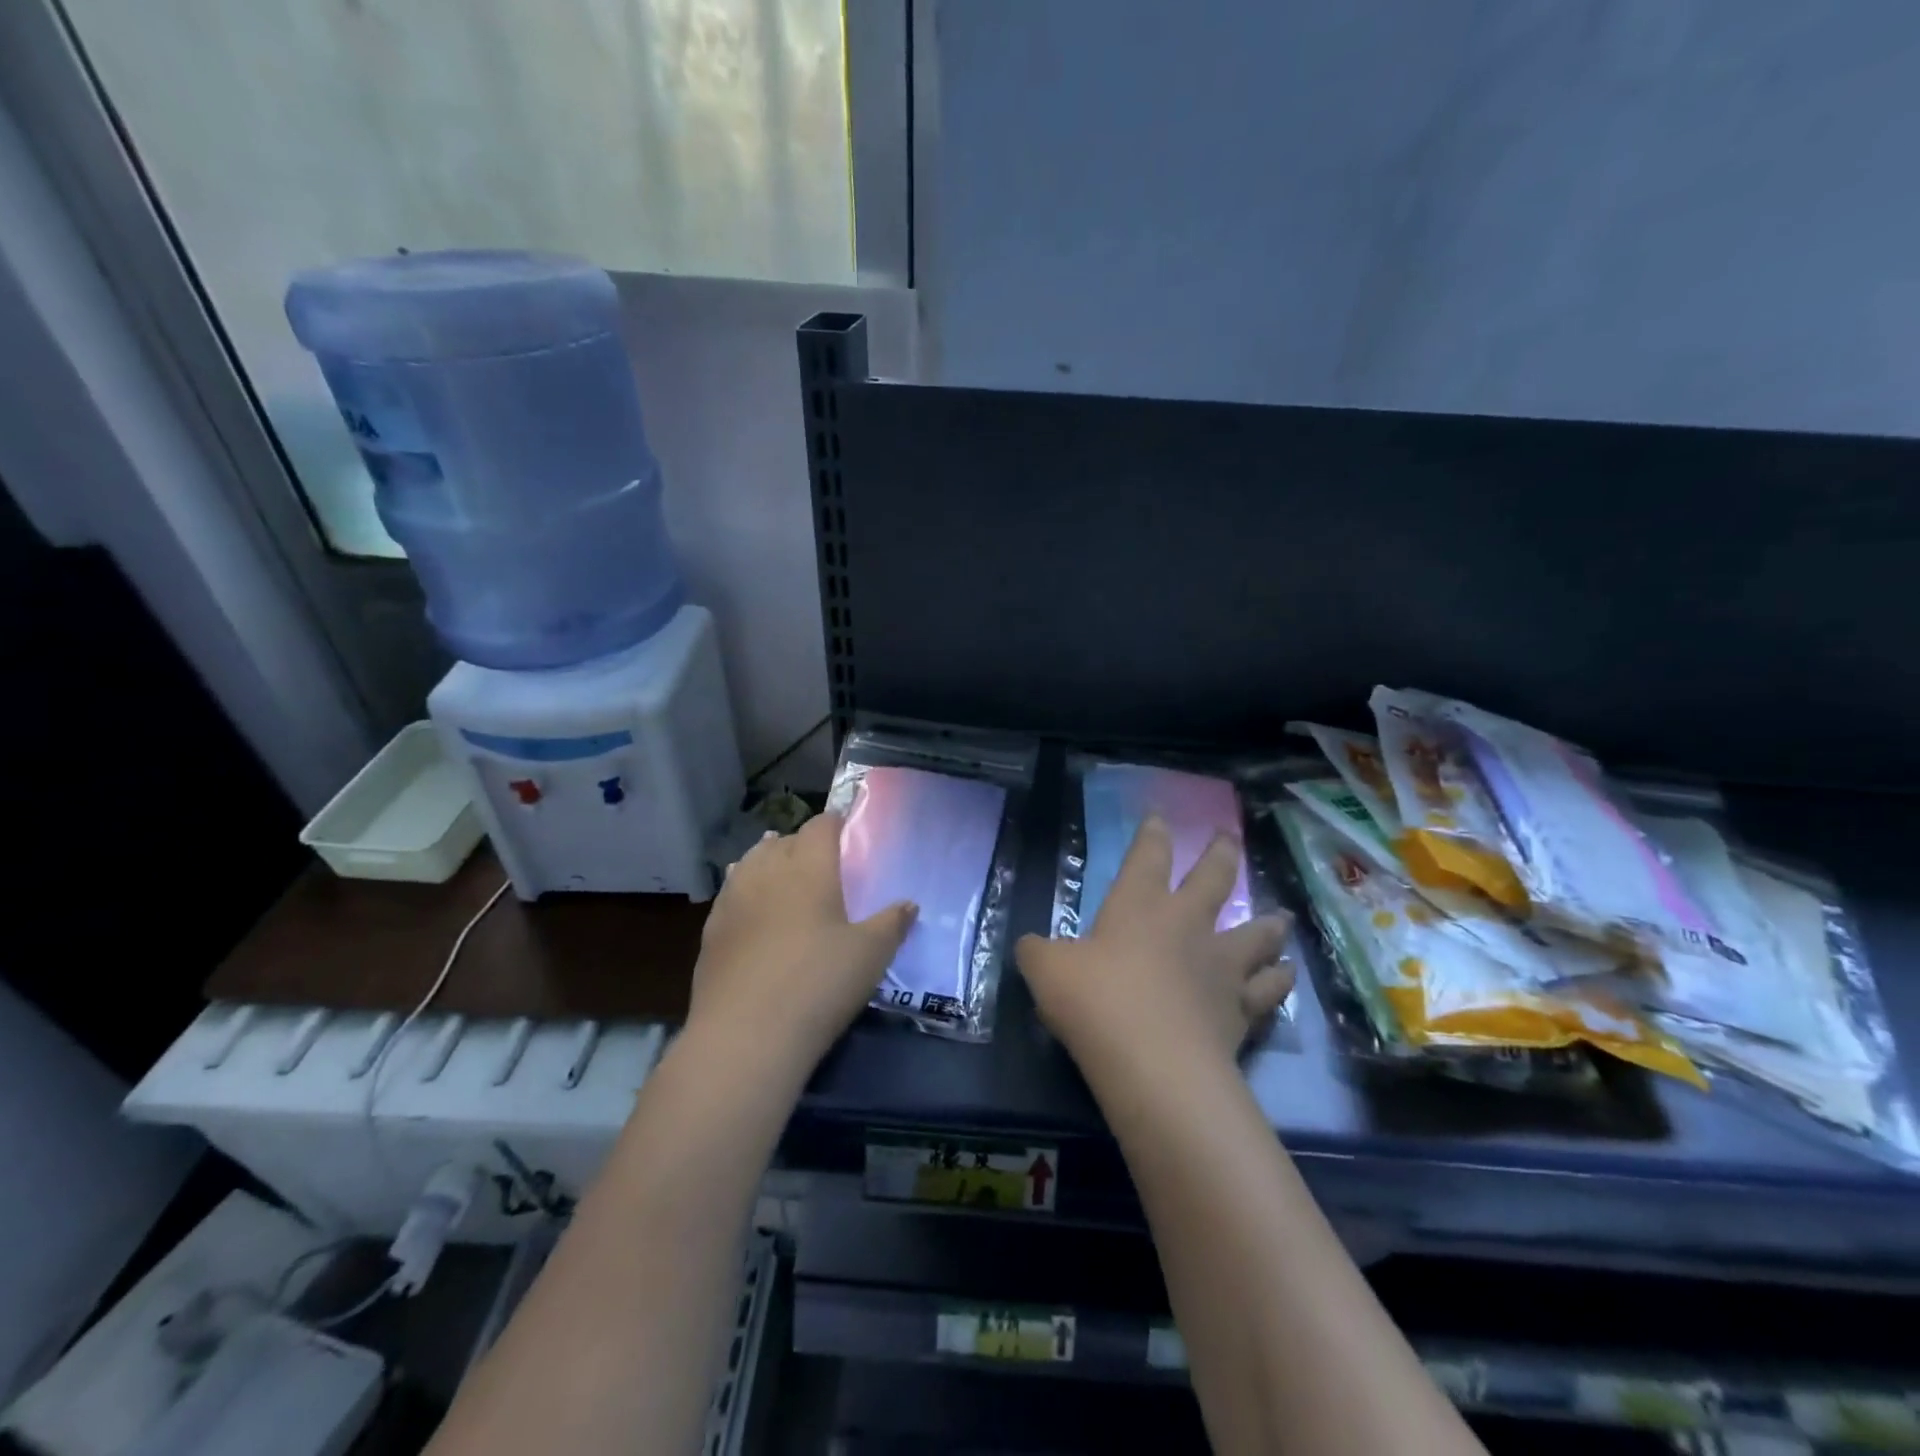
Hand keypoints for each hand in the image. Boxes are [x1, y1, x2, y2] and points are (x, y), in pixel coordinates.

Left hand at [689, 811, 916, 1079]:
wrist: (745, 1036)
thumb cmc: (818, 984)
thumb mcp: (870, 955)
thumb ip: (892, 924)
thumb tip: (908, 904)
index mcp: (808, 867)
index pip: (820, 826)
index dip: (835, 824)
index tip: (847, 835)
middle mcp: (767, 871)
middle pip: (783, 840)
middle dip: (802, 844)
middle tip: (821, 865)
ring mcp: (733, 899)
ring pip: (751, 862)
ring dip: (769, 862)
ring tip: (782, 876)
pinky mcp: (710, 930)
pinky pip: (731, 893)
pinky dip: (746, 892)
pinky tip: (753, 912)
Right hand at [1016, 817, 1291, 1066]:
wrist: (1153, 1062)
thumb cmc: (1095, 1002)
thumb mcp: (1046, 970)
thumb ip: (1037, 952)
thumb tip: (1029, 946)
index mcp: (1138, 906)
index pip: (1147, 856)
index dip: (1152, 834)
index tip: (1160, 817)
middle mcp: (1186, 925)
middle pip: (1212, 879)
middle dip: (1219, 854)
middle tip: (1228, 838)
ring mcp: (1220, 966)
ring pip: (1256, 933)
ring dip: (1268, 923)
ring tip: (1281, 917)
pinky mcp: (1241, 1009)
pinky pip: (1268, 988)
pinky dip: (1278, 980)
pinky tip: (1287, 974)